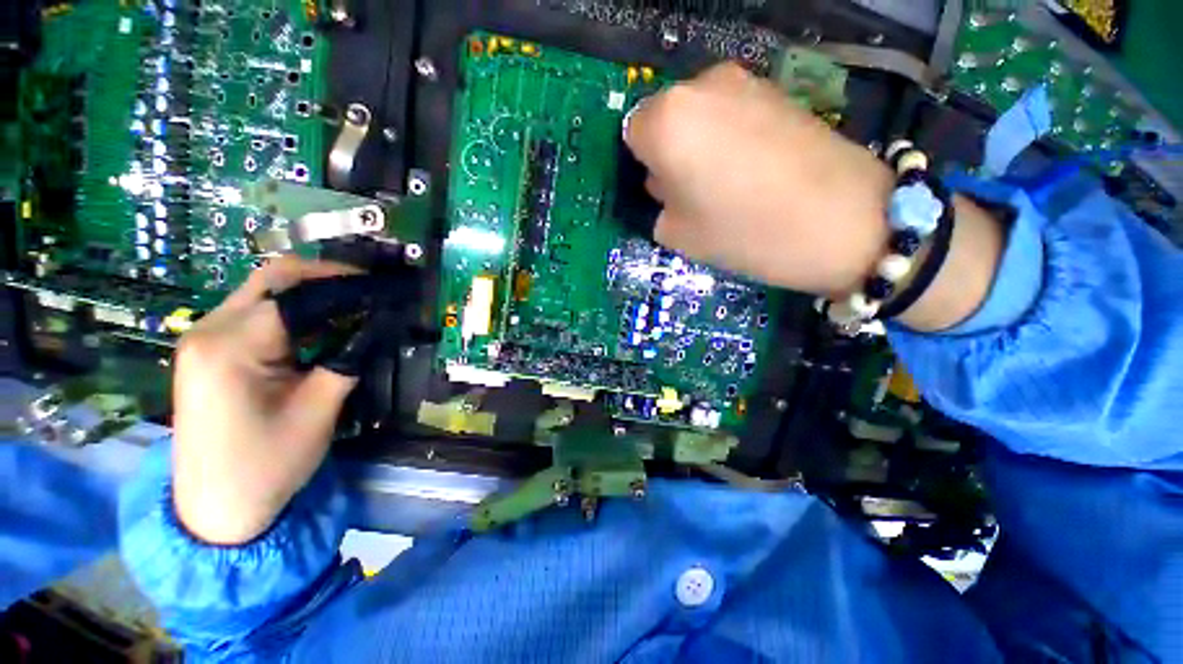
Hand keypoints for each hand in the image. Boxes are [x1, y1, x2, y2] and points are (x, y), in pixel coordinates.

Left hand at [171, 258, 359, 544]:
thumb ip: (348, 360)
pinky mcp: (210, 351)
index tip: (385, 290)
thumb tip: (379, 325)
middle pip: (273, 279)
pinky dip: (294, 310)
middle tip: (371, 289)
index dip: (346, 286)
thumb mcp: (318, 411)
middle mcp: (209, 330)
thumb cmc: (267, 465)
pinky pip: (257, 313)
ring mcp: (204, 338)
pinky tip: (322, 326)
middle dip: (327, 277)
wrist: (215, 508)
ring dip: (312, 293)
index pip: (296, 293)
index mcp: (231, 346)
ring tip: (355, 305)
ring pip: (264, 292)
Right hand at [625, 63, 1003, 331]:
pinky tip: (754, 168)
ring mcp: (744, 82)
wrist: (841, 220)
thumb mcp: (678, 235)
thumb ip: (658, 205)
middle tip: (691, 191)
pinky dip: (730, 136)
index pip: (632, 134)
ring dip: (699, 143)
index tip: (663, 192)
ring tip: (726, 182)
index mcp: (666, 122)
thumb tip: (666, 187)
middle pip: (665, 118)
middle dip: (669, 151)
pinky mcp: (777, 89)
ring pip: (699, 113)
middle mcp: (700, 87)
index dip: (644, 165)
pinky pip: (732, 111)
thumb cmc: (743, 232)